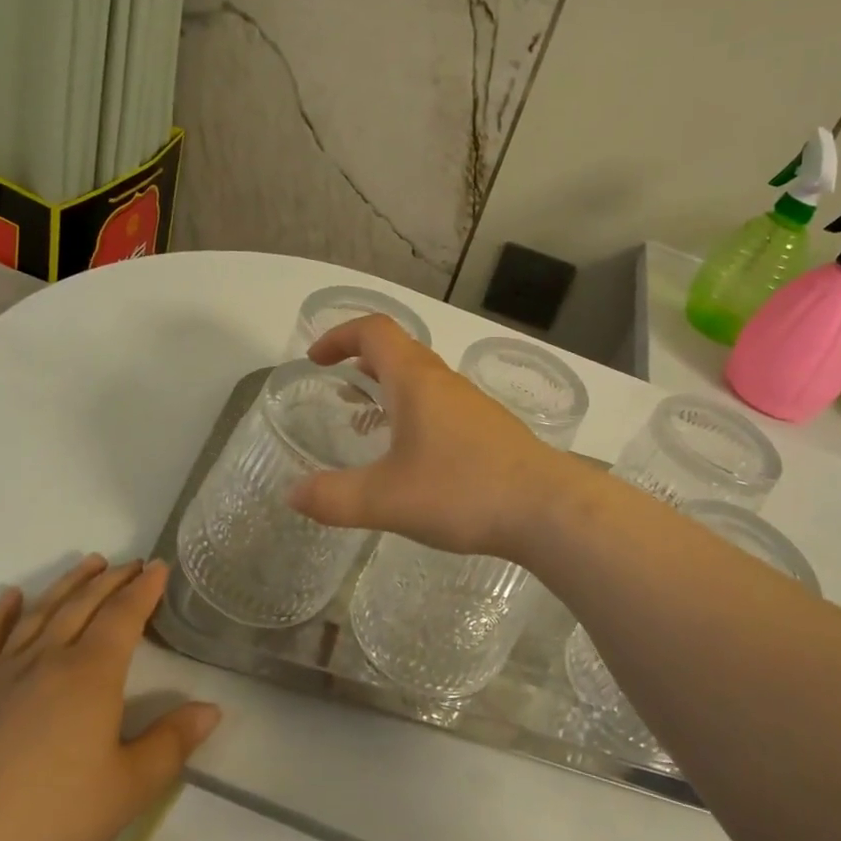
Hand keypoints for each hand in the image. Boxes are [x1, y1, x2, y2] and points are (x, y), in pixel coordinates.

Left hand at [0, 558, 218, 840]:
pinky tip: (9, 596)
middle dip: (111, 580)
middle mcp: (46, 660)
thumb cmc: (48, 821)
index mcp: (91, 675)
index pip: (124, 616)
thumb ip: (172, 743)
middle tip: (131, 563)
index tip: (158, 566)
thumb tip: (212, 709)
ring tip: (88, 563)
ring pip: (39, 614)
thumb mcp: (128, 790)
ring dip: (67, 584)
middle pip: (83, 606)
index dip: (144, 588)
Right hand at [287, 314, 578, 556]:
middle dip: (362, 360)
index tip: (316, 359)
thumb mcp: (386, 499)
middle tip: (338, 387)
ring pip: (423, 379)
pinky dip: (415, 412)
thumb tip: (292, 494)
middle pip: (399, 350)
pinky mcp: (490, 430)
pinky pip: (442, 405)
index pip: (374, 331)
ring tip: (368, 422)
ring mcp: (472, 405)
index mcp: (416, 381)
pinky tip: (413, 457)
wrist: (548, 509)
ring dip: (390, 387)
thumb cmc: (462, 491)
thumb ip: (334, 497)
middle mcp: (444, 382)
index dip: (340, 335)